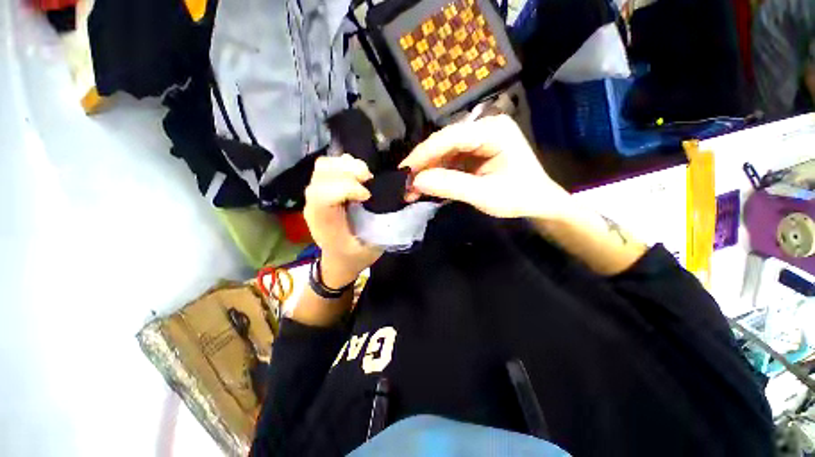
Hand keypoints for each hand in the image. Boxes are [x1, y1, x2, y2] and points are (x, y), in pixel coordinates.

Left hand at [304, 155, 383, 287]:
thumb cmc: (354, 256)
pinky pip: (329, 167)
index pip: (323, 194)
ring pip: (325, 165)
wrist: (338, 260)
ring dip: (348, 165)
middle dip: (349, 170)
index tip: (367, 196)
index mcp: (324, 222)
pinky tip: (359, 177)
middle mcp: (314, 204)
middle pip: (322, 172)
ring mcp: (316, 195)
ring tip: (365, 177)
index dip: (346, 188)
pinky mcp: (323, 190)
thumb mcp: (371, 249)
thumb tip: (402, 198)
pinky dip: (345, 165)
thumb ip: (384, 225)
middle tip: (369, 180)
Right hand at [400, 115, 570, 219]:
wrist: (538, 202)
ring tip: (411, 190)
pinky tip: (425, 187)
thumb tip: (416, 182)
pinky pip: (448, 160)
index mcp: (493, 130)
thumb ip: (451, 186)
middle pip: (443, 143)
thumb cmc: (519, 198)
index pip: (450, 137)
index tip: (404, 172)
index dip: (424, 154)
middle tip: (405, 184)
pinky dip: (435, 174)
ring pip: (442, 152)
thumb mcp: (486, 195)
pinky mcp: (473, 152)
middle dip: (423, 164)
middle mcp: (484, 127)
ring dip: (426, 171)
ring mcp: (477, 139)